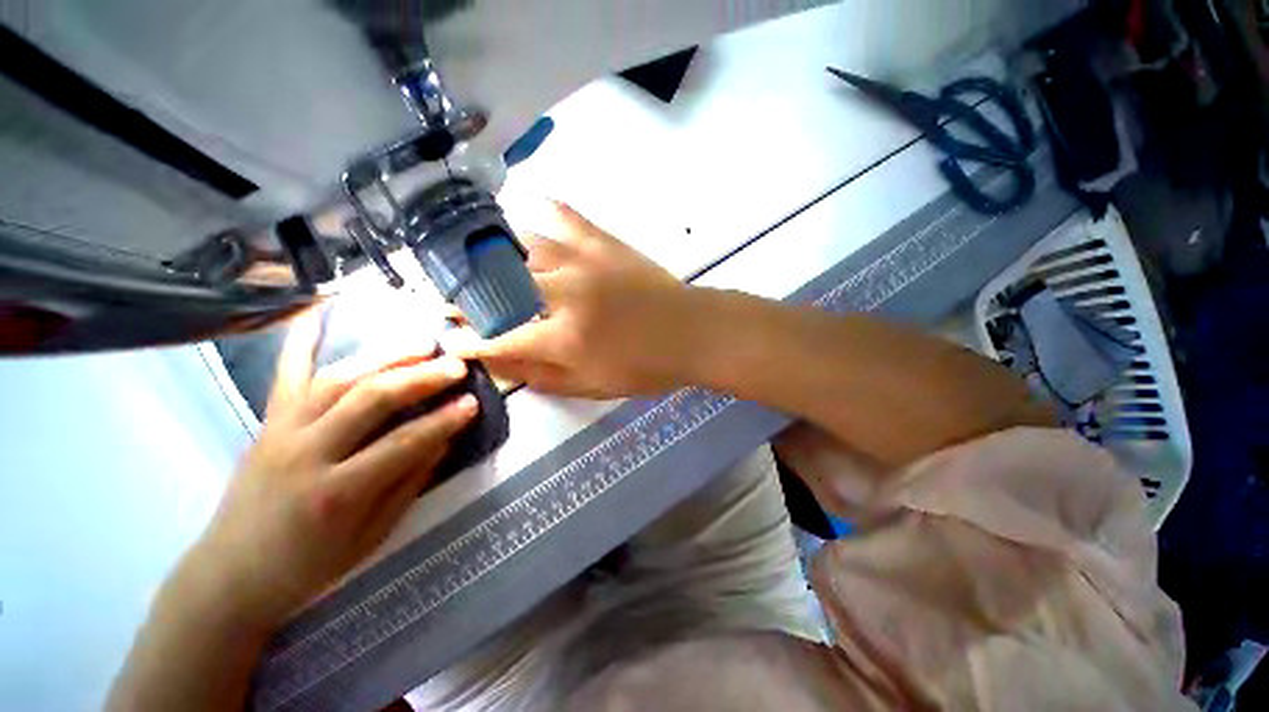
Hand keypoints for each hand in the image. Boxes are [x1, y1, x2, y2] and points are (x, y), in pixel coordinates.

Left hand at [192, 310, 478, 625]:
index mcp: (336, 493)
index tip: (473, 403)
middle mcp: (305, 453)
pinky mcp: (268, 422)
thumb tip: (443, 441)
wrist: (232, 573)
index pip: (402, 444)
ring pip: (338, 379)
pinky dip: (302, 340)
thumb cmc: (309, 565)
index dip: (443, 421)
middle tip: (456, 364)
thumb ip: (408, 484)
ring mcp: (281, 431)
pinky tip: (319, 309)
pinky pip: (285, 374)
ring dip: (385, 356)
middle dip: (420, 378)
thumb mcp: (371, 536)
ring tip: (422, 342)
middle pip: (370, 400)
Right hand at [452, 201, 698, 397]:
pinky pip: (563, 215)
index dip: (468, 342)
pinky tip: (526, 209)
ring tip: (478, 261)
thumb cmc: (646, 367)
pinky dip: (541, 209)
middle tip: (451, 298)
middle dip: (464, 295)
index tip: (448, 341)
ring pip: (521, 246)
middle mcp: (564, 293)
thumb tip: (500, 365)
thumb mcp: (594, 387)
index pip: (499, 338)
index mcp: (563, 337)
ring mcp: (583, 260)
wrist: (691, 332)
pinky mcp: (603, 241)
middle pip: (497, 287)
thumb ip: (543, 377)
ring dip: (493, 255)